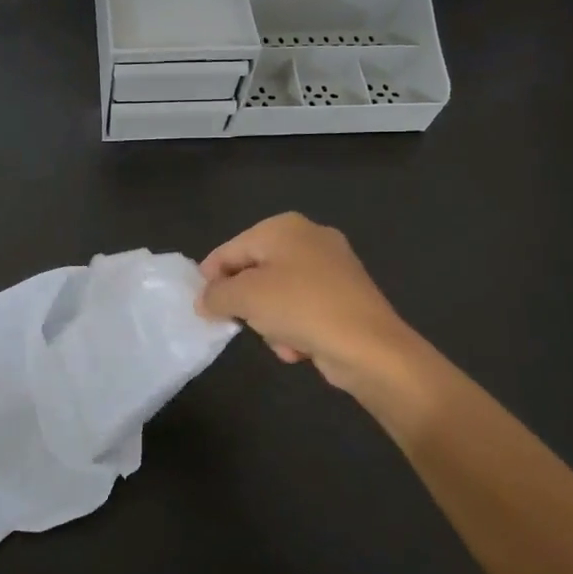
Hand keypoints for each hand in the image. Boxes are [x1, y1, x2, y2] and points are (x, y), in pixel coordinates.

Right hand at [198, 213, 429, 405]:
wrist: (370, 346)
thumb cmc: (301, 308)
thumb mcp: (245, 298)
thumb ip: (215, 294)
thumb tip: (205, 300)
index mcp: (284, 226)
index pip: (230, 249)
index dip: (210, 279)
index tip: (202, 308)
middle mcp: (309, 237)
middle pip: (254, 271)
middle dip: (247, 303)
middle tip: (244, 323)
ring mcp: (331, 266)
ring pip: (277, 294)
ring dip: (271, 321)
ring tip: (280, 339)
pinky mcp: (346, 295)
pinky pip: (303, 308)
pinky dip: (296, 327)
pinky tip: (301, 346)